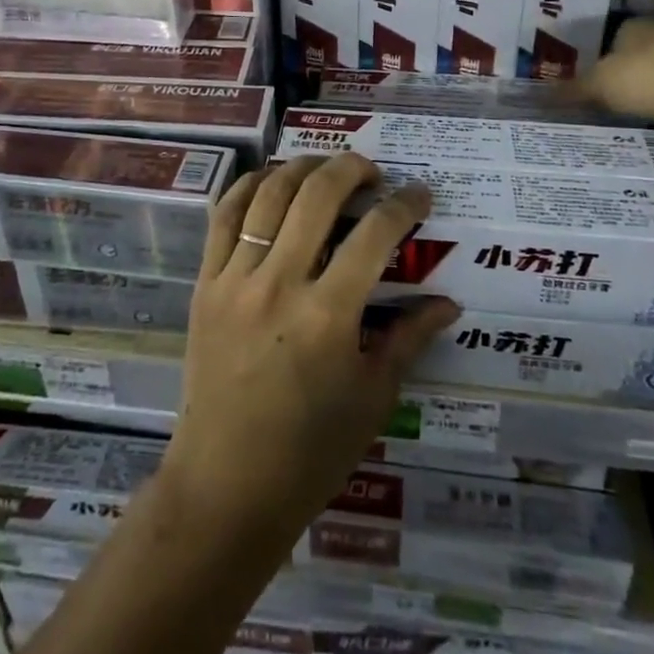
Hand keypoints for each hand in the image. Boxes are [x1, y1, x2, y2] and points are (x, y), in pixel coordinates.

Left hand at [157, 154, 459, 553]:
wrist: (225, 486)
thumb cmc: (309, 452)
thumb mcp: (372, 398)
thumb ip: (409, 338)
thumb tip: (447, 302)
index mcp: (328, 315)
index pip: (375, 234)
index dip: (404, 205)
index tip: (419, 193)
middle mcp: (280, 283)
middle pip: (318, 195)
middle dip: (351, 168)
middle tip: (372, 171)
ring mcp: (235, 279)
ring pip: (268, 194)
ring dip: (302, 167)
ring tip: (324, 168)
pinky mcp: (205, 283)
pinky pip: (223, 216)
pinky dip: (248, 186)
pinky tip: (269, 180)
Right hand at [580, 19, 653, 127]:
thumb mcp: (601, 85)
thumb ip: (571, 91)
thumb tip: (536, 96)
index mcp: (632, 26)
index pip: (603, 43)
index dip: (590, 65)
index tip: (579, 91)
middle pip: (630, 61)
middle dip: (617, 83)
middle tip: (595, 110)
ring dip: (645, 98)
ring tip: (622, 123)